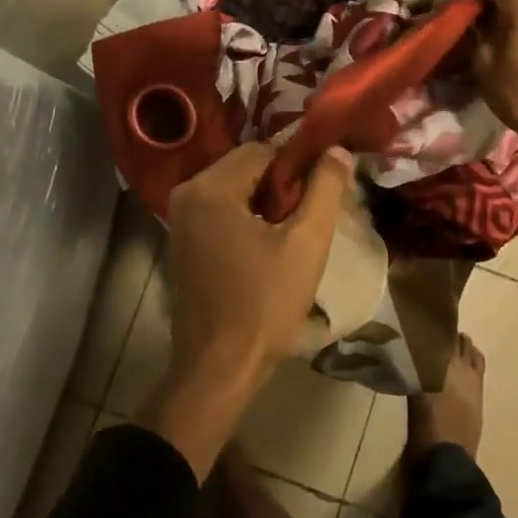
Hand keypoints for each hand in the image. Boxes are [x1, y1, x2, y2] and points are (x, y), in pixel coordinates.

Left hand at [143, 141, 351, 477]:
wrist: (218, 369)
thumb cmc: (264, 304)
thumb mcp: (306, 244)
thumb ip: (325, 189)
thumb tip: (336, 149)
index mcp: (210, 187)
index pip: (263, 150)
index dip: (297, 168)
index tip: (319, 196)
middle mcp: (187, 193)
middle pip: (247, 168)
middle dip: (281, 186)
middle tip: (308, 219)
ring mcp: (180, 218)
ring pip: (236, 189)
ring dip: (266, 203)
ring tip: (292, 236)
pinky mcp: (183, 240)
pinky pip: (222, 210)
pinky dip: (247, 218)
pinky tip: (267, 248)